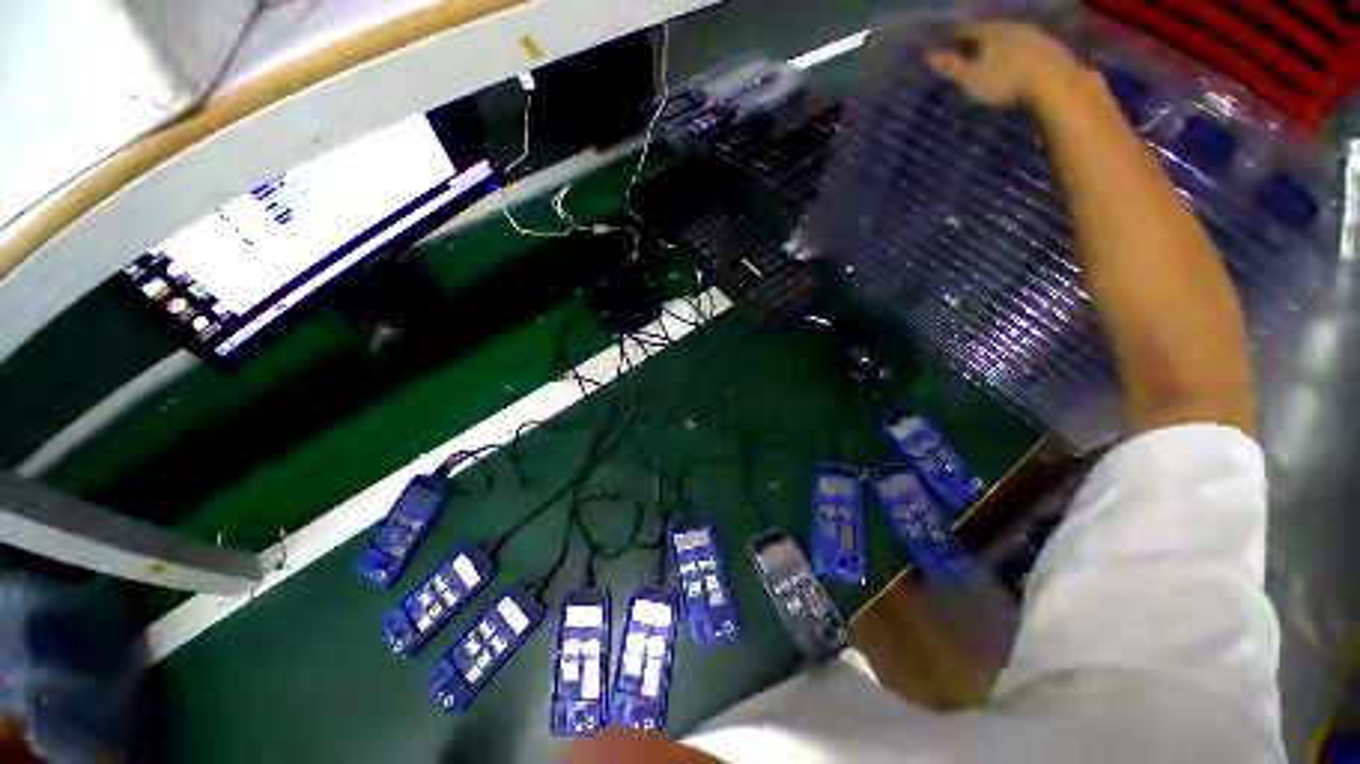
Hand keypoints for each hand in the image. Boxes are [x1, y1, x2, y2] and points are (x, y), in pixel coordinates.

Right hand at [924, 22, 1079, 109]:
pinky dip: (1016, 52)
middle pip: (989, 30)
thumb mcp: (971, 78)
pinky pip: (1026, 45)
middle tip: (967, 50)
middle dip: (976, 40)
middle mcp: (1011, 26)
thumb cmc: (1006, 82)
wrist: (1053, 83)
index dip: (953, 33)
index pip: (966, 28)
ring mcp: (1033, 34)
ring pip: (1008, 36)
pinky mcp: (1049, 45)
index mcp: (989, 32)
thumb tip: (926, 55)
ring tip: (991, 58)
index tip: (944, 38)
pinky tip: (1015, 63)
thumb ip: (950, 66)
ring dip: (998, 45)